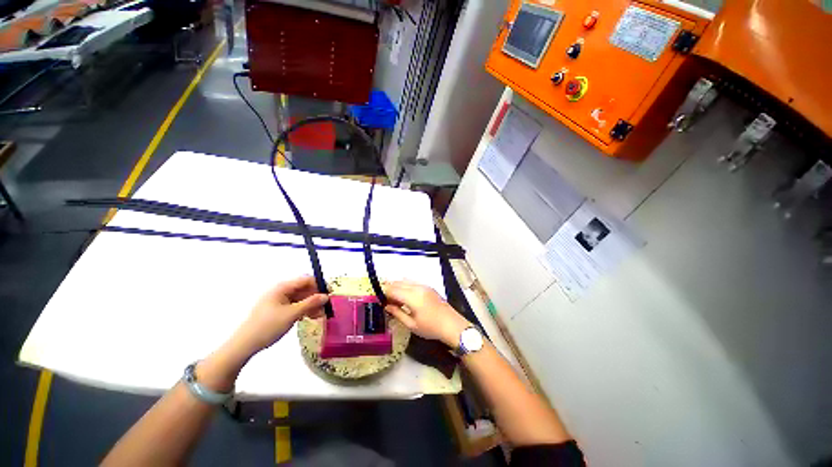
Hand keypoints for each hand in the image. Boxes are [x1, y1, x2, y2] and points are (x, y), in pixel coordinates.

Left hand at [231, 276, 328, 356]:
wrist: (244, 344)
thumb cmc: (268, 326)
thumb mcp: (292, 314)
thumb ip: (311, 303)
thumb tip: (326, 296)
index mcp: (282, 287)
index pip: (306, 280)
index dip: (319, 285)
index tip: (329, 295)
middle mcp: (281, 291)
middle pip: (304, 289)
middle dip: (316, 297)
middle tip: (325, 308)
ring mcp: (278, 300)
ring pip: (300, 298)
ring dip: (311, 305)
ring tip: (320, 316)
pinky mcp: (277, 310)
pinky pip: (295, 305)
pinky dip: (303, 310)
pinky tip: (310, 317)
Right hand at [383, 281, 470, 346]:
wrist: (452, 325)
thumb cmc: (430, 327)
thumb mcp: (412, 324)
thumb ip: (397, 313)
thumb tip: (387, 305)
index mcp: (412, 296)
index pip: (393, 290)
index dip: (384, 293)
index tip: (378, 299)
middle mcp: (417, 287)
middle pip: (398, 283)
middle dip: (389, 288)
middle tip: (383, 297)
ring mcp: (424, 285)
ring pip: (405, 281)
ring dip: (397, 285)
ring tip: (391, 295)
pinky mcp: (428, 287)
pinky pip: (413, 282)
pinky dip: (405, 284)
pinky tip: (403, 292)